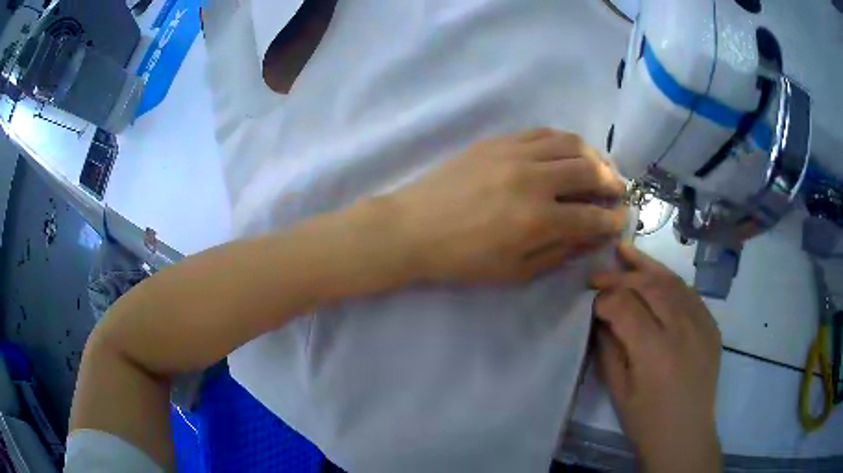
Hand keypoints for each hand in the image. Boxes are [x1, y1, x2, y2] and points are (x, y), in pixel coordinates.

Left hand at [391, 128, 627, 283]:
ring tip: (598, 167)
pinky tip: (567, 151)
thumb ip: (559, 253)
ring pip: (570, 143)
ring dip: (593, 155)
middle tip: (617, 190)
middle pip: (589, 170)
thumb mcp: (515, 271)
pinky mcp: (498, 141)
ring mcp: (515, 153)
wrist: (413, 228)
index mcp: (539, 220)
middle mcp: (534, 179)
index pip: (593, 216)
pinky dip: (563, 140)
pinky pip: (542, 132)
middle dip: (612, 181)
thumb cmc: (462, 259)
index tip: (620, 219)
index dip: (612, 219)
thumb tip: (591, 236)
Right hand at [589, 243, 721, 472]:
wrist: (686, 434)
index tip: (589, 301)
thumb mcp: (618, 390)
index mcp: (654, 352)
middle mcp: (682, 329)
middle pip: (649, 285)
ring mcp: (701, 324)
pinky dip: (669, 280)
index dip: (603, 298)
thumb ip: (609, 348)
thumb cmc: (646, 421)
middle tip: (597, 273)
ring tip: (625, 252)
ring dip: (646, 266)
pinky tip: (656, 276)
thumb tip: (601, 316)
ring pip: (672, 281)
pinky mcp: (711, 324)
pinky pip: (689, 292)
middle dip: (619, 275)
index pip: (624, 306)